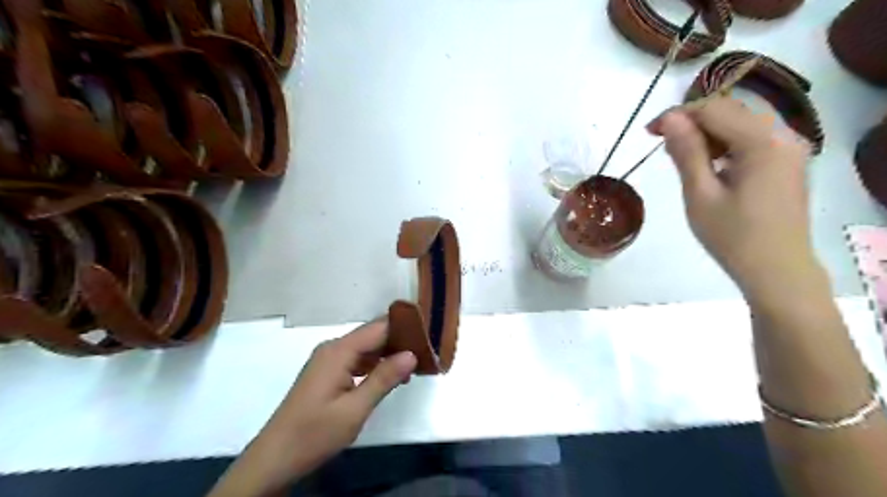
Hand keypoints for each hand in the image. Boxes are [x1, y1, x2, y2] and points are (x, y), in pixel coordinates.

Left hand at [211, 320, 418, 494]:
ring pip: (366, 348)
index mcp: (338, 351)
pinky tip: (390, 377)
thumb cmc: (314, 434)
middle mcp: (333, 348)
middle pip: (372, 335)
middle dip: (399, 341)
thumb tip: (412, 354)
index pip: (378, 328)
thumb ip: (384, 378)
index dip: (404, 329)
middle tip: (427, 353)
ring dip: (389, 354)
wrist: (274, 458)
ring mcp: (328, 360)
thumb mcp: (354, 409)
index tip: (429, 335)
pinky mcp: (327, 372)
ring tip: (415, 365)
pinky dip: (375, 365)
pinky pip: (356, 360)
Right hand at [649, 94, 827, 305]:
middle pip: (730, 111)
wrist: (776, 270)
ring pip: (741, 123)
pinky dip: (726, 144)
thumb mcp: (700, 194)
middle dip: (692, 122)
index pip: (714, 109)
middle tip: (661, 145)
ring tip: (682, 157)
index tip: (649, 132)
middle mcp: (784, 135)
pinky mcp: (788, 161)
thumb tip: (669, 118)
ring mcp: (790, 148)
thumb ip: (686, 152)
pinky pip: (752, 139)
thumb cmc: (732, 236)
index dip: (678, 115)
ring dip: (708, 133)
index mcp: (762, 142)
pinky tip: (710, 164)